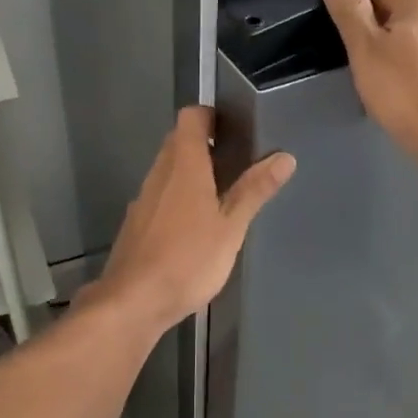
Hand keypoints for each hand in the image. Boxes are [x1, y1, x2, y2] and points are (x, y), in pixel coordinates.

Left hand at [87, 107, 294, 333]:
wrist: (133, 302)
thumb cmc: (188, 260)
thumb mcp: (231, 226)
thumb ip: (255, 190)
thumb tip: (285, 157)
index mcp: (184, 165)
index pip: (191, 117)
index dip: (211, 115)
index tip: (235, 128)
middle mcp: (159, 173)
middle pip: (178, 141)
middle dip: (205, 144)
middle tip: (237, 160)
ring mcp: (144, 198)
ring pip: (168, 169)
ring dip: (192, 171)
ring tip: (222, 192)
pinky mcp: (136, 222)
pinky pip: (160, 194)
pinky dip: (178, 196)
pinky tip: (195, 224)